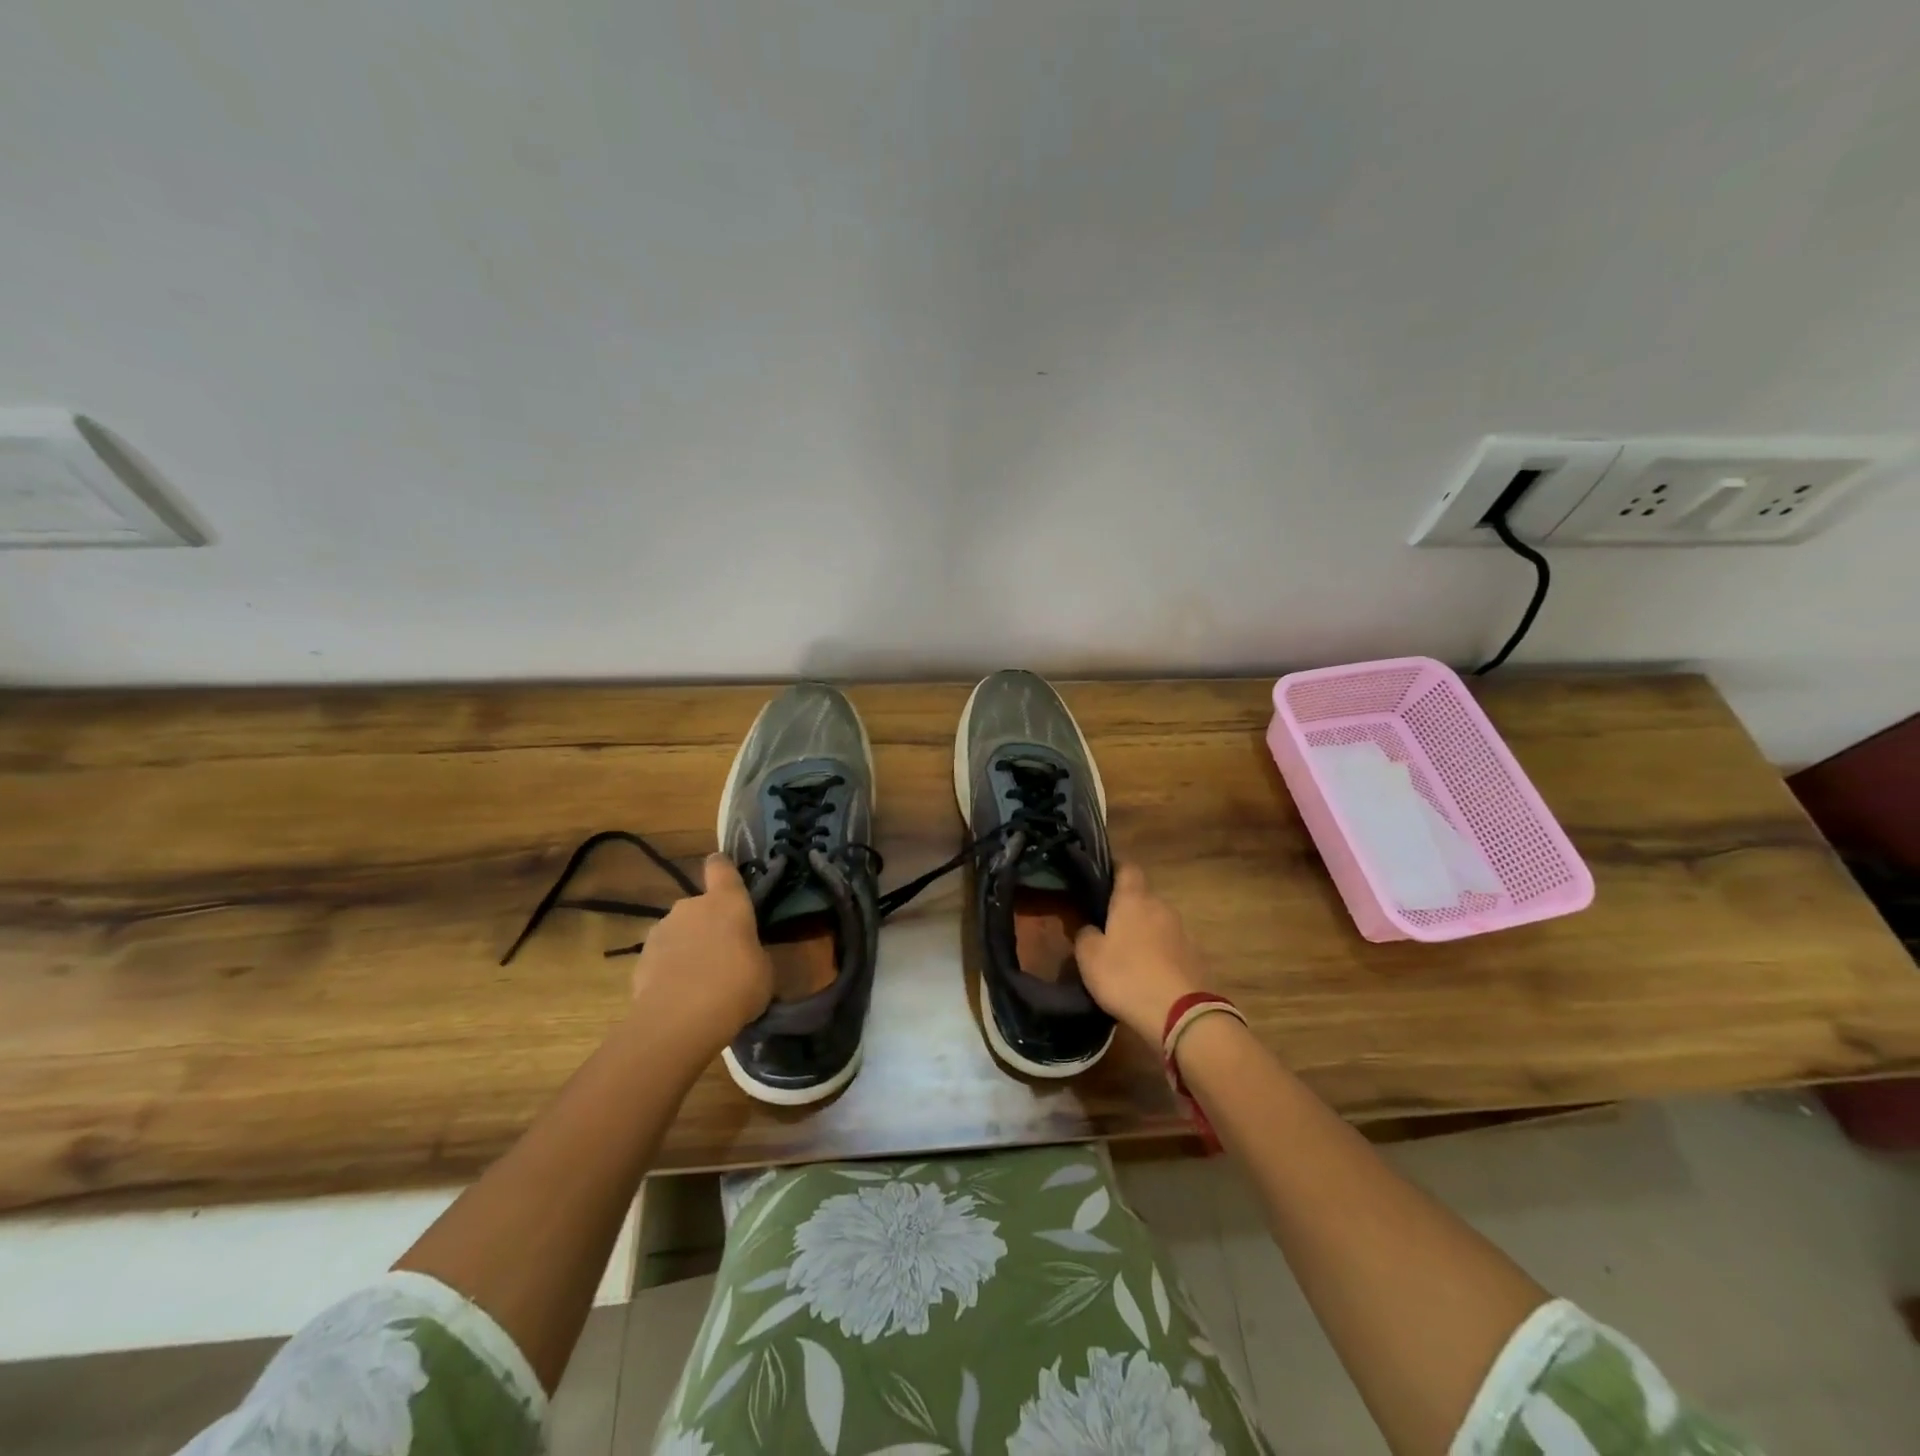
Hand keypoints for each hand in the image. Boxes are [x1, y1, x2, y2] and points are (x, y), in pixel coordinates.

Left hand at [628, 856, 772, 1049]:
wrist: (680, 1021)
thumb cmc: (736, 985)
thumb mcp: (764, 970)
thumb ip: (753, 952)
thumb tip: (745, 955)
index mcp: (727, 901)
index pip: (721, 867)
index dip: (723, 869)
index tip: (726, 877)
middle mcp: (691, 906)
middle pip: (700, 906)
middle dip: (709, 924)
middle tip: (723, 954)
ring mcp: (661, 930)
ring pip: (679, 932)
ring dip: (688, 947)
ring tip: (700, 981)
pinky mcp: (641, 959)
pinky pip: (662, 958)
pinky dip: (670, 970)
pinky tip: (680, 996)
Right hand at [1074, 864, 1207, 1044]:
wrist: (1181, 1015)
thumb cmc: (1127, 976)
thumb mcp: (1089, 957)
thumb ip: (1085, 935)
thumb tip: (1090, 927)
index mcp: (1134, 899)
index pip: (1127, 867)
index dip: (1114, 868)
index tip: (1100, 877)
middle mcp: (1161, 907)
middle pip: (1142, 898)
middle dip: (1126, 908)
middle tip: (1107, 926)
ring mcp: (1182, 931)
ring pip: (1157, 923)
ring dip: (1143, 933)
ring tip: (1126, 955)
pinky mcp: (1195, 956)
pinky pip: (1170, 947)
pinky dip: (1158, 954)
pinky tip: (1147, 975)